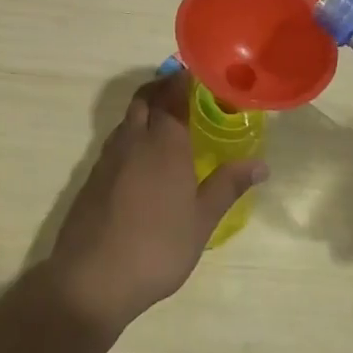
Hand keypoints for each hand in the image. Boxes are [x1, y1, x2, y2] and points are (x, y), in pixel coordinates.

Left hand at [46, 72, 267, 335]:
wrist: (91, 278)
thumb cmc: (157, 248)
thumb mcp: (202, 220)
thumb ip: (228, 186)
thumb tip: (261, 164)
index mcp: (164, 142)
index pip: (173, 95)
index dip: (184, 80)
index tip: (199, 75)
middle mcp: (133, 139)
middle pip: (145, 98)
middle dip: (162, 87)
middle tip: (185, 92)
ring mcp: (108, 157)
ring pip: (127, 118)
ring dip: (146, 110)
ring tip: (168, 124)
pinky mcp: (92, 176)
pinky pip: (116, 141)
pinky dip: (132, 135)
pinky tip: (144, 161)